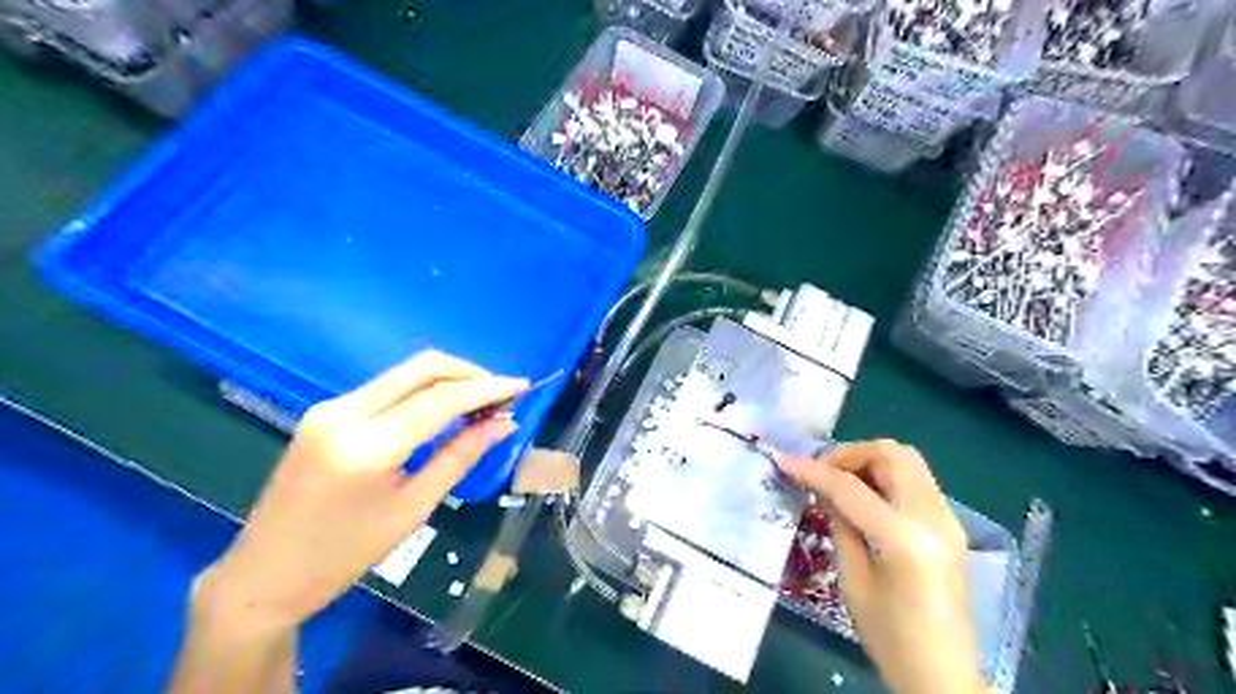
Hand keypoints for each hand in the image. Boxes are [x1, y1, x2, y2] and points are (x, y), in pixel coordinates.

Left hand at [204, 353, 529, 633]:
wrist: (265, 573)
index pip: (439, 399)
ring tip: (481, 403)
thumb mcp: (413, 508)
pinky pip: (387, 387)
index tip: (522, 386)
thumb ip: (460, 457)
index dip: (486, 389)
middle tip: (503, 393)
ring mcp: (330, 407)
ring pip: (405, 373)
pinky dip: (423, 391)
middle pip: (421, 369)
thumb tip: (504, 424)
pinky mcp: (326, 411)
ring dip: (448, 379)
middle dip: (469, 373)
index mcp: (366, 446)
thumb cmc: (344, 554)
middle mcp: (344, 412)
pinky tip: (444, 409)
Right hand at [780, 443, 985, 693]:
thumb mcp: (851, 580)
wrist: (944, 675)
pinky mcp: (950, 525)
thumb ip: (839, 523)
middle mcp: (933, 517)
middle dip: (850, 454)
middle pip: (892, 454)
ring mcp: (948, 518)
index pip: (850, 487)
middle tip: (822, 472)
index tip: (783, 461)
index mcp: (904, 538)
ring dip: (869, 461)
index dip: (812, 470)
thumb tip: (822, 488)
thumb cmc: (889, 636)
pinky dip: (886, 476)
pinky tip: (864, 497)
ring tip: (840, 482)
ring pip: (907, 460)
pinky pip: (915, 480)